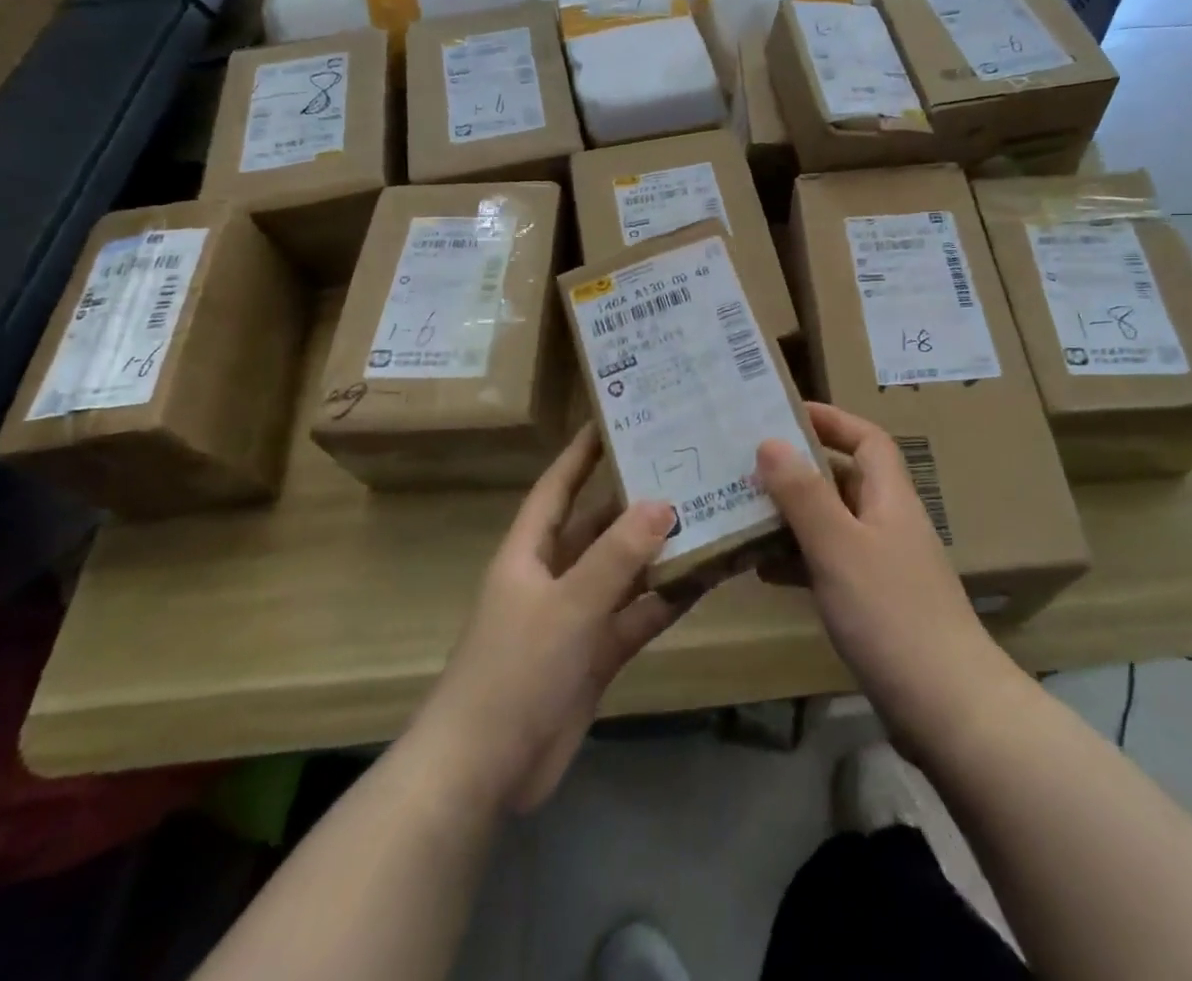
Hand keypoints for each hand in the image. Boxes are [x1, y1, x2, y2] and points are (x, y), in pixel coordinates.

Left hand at [414, 426, 682, 813]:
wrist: (484, 772)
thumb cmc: (514, 671)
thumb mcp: (568, 605)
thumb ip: (617, 555)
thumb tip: (662, 502)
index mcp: (530, 552)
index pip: (558, 487)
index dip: (581, 453)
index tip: (614, 419)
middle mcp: (554, 576)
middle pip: (598, 525)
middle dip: (634, 499)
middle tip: (684, 466)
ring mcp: (577, 617)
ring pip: (624, 571)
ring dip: (659, 550)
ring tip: (707, 515)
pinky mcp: (596, 655)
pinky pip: (637, 616)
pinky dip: (665, 600)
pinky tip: (704, 579)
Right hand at [756, 403, 1011, 758]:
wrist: (950, 710)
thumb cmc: (892, 614)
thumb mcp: (839, 547)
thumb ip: (804, 495)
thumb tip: (770, 441)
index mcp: (890, 498)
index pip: (867, 440)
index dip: (832, 420)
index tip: (786, 412)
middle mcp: (889, 524)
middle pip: (844, 480)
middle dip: (799, 469)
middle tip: (748, 465)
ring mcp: (884, 567)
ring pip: (833, 525)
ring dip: (793, 517)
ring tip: (743, 513)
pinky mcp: (876, 606)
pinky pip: (830, 566)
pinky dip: (799, 561)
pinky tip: (763, 571)